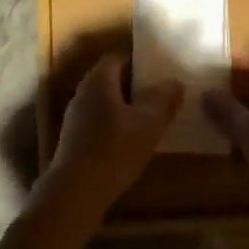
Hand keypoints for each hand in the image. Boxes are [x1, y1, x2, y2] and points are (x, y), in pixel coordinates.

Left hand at [48, 54, 181, 203]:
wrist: (76, 191)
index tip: (160, 71)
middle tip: (161, 94)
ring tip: (151, 119)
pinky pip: (99, 122)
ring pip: (105, 103)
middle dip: (135, 85)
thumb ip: (163, 99)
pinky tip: (131, 142)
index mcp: (98, 81)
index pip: (117, 57)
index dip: (139, 61)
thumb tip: (173, 81)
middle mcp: (82, 93)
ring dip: (126, 107)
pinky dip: (116, 125)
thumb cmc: (114, 149)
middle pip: (110, 79)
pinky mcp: (74, 140)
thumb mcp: (148, 123)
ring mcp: (75, 118)